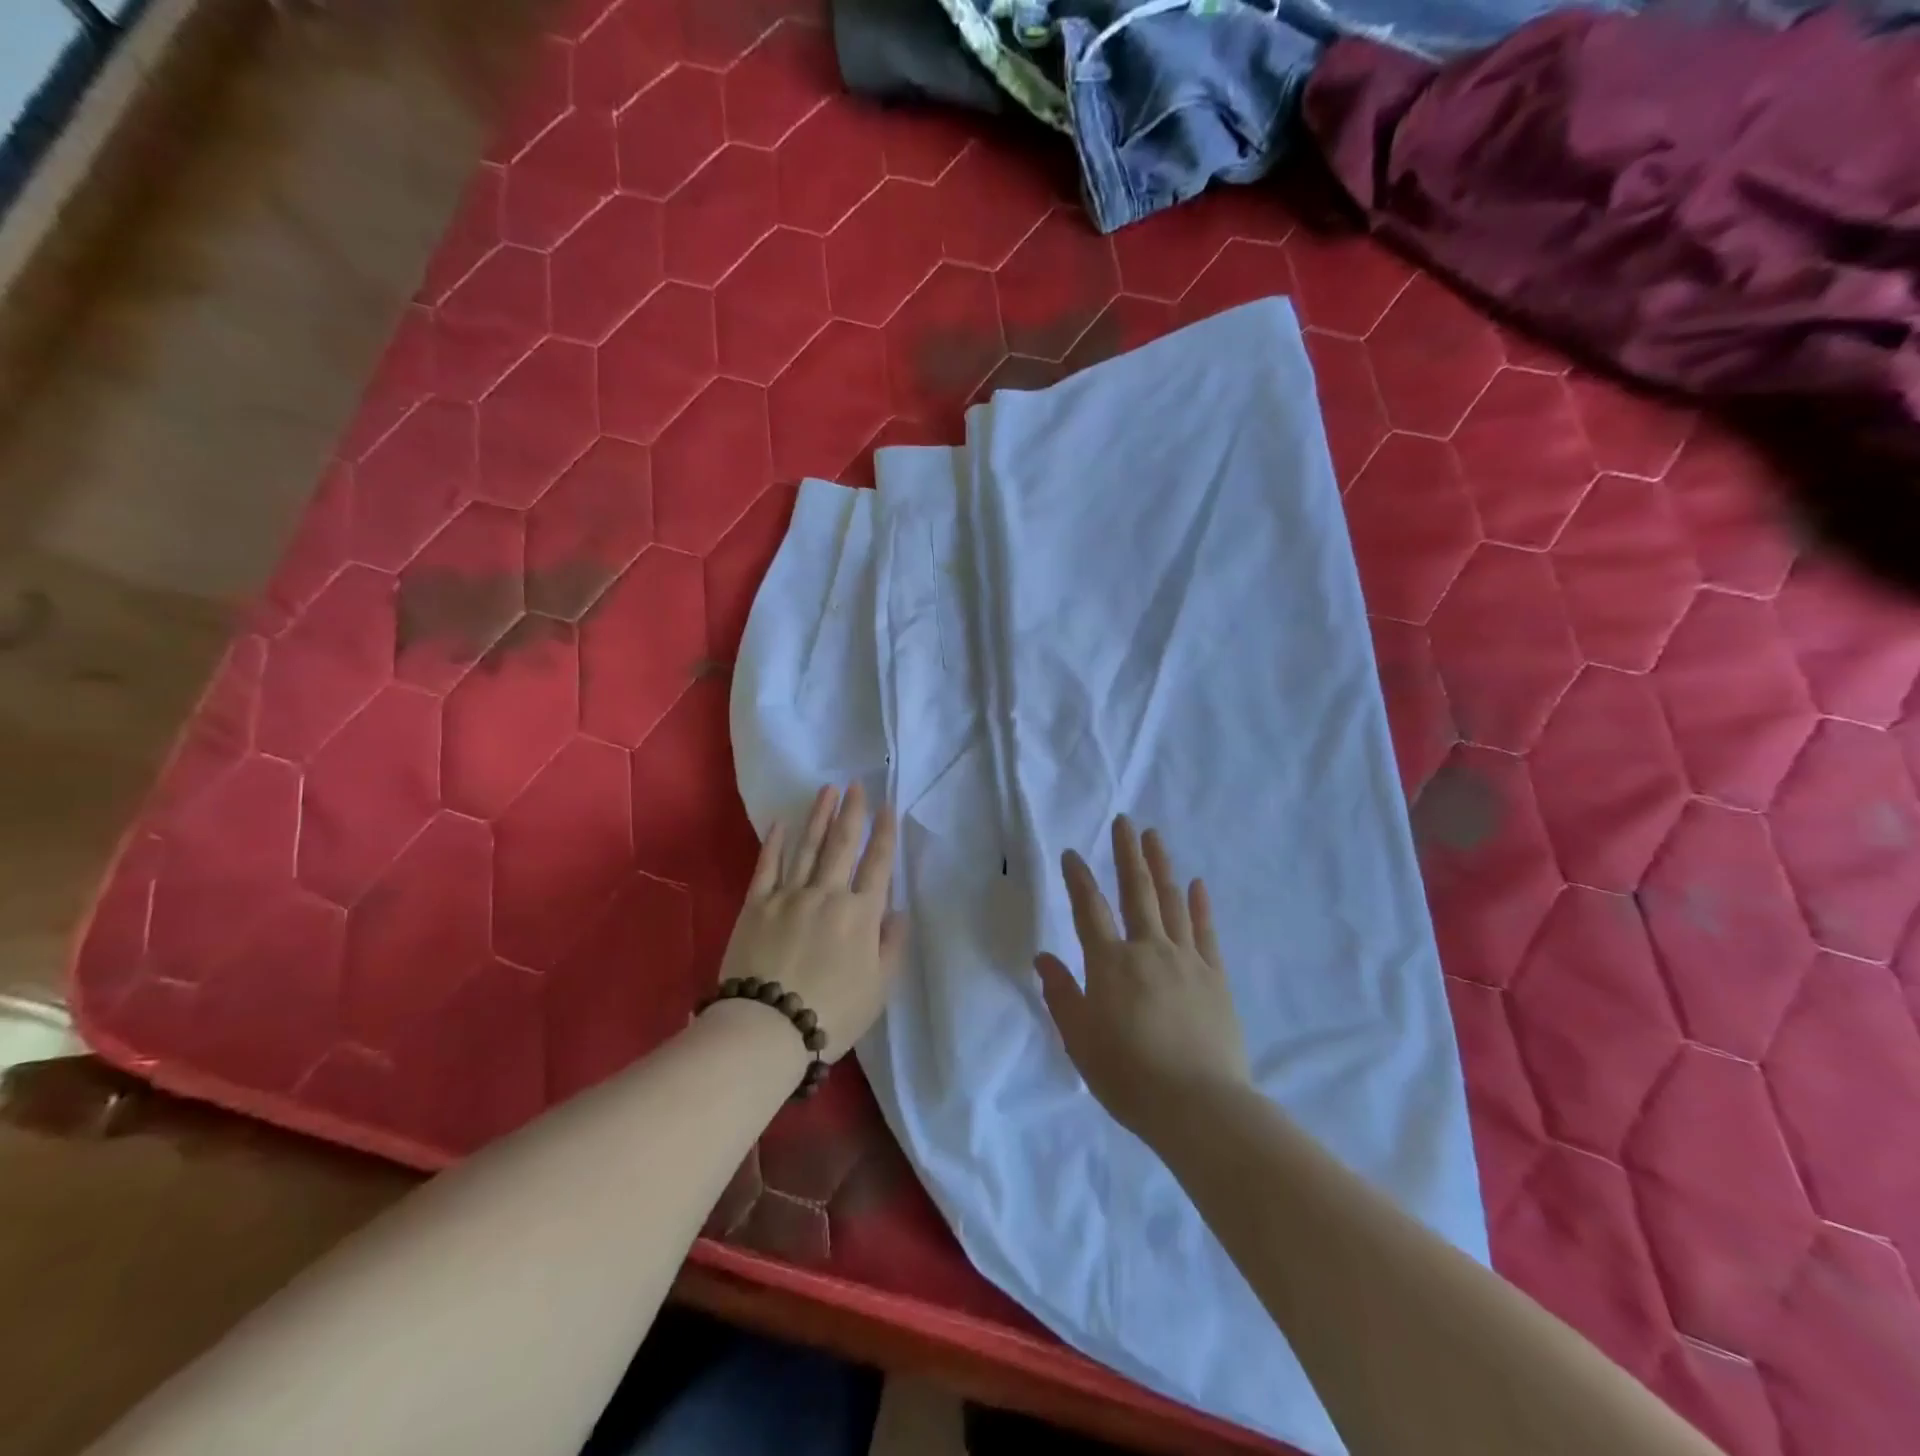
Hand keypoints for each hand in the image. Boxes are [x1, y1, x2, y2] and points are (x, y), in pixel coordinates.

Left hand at [717, 783, 905, 1060]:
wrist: (767, 1028)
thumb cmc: (832, 1013)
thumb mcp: (879, 988)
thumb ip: (892, 946)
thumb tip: (898, 911)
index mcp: (861, 914)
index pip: (878, 864)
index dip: (884, 833)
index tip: (887, 807)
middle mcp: (828, 894)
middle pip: (843, 845)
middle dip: (852, 812)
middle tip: (856, 784)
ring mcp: (789, 896)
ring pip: (808, 847)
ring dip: (818, 817)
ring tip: (827, 790)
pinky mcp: (757, 905)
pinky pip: (767, 867)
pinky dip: (774, 843)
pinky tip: (780, 823)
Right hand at [1035, 816, 1249, 1139]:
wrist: (1198, 1107)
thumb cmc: (1128, 1076)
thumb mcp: (1080, 1040)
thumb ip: (1062, 994)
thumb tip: (1044, 958)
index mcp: (1110, 964)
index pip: (1089, 910)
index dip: (1078, 879)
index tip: (1072, 853)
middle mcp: (1148, 950)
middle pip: (1136, 891)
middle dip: (1127, 854)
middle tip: (1125, 821)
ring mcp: (1187, 960)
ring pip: (1172, 902)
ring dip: (1161, 866)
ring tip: (1155, 837)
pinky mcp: (1215, 978)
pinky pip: (1206, 932)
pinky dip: (1201, 905)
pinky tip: (1198, 884)